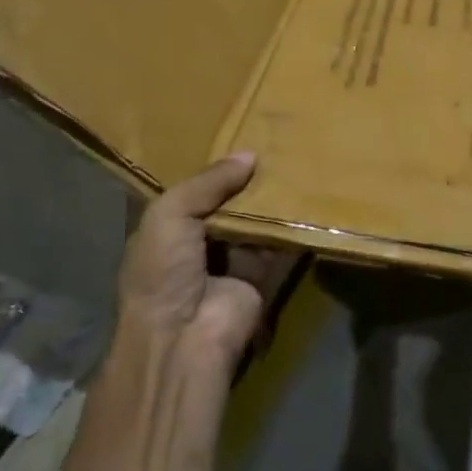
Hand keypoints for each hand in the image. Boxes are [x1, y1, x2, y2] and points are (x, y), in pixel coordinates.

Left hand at [116, 154, 286, 379]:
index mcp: (168, 228)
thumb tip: (249, 155)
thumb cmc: (163, 270)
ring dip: (271, 198)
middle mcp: (200, 242)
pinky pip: (278, 242)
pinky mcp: (263, 274)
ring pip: (255, 220)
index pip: (194, 190)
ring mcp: (232, 259)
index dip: (213, 168)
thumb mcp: (170, 213)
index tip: (239, 135)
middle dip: (247, 179)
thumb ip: (208, 182)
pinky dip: (291, 223)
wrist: (185, 335)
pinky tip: (308, 191)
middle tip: (275, 141)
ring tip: (295, 157)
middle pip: (229, 203)